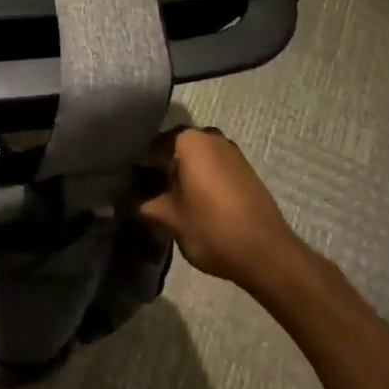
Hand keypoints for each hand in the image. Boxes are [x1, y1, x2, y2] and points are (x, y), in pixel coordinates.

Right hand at [137, 126, 297, 288]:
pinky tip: (193, 201)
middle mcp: (210, 136)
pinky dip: (200, 179)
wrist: (266, 253)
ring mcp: (231, 151)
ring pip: (195, 157)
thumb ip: (141, 204)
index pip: (151, 145)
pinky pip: (212, 167)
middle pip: (174, 149)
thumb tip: (122, 200)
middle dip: (159, 167)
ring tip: (167, 199)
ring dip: (180, 173)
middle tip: (145, 192)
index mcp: (189, 140)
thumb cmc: (211, 228)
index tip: (128, 184)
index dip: (137, 165)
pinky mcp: (245, 169)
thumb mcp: (168, 218)